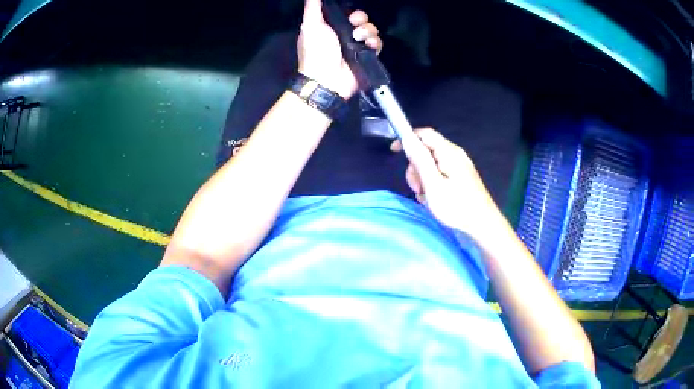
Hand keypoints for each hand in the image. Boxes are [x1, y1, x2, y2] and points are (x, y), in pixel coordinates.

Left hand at [297, 0, 381, 98]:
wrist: (327, 78)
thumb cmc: (316, 51)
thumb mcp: (310, 26)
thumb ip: (313, 8)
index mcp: (331, 26)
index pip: (347, 13)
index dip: (350, 11)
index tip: (349, 13)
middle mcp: (345, 34)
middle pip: (361, 19)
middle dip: (361, 19)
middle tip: (354, 25)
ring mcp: (357, 46)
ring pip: (371, 30)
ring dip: (368, 31)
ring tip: (358, 39)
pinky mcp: (367, 56)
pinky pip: (378, 44)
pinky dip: (375, 43)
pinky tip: (369, 46)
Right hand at [391, 128, 502, 236]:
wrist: (482, 224)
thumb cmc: (457, 206)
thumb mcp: (433, 185)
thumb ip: (420, 161)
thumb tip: (407, 139)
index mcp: (449, 152)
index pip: (424, 133)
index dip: (408, 138)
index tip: (394, 152)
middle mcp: (455, 154)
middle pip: (427, 150)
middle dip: (416, 167)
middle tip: (418, 187)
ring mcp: (459, 166)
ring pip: (432, 164)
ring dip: (423, 179)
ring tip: (428, 197)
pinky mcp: (461, 177)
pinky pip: (440, 173)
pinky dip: (433, 184)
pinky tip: (435, 199)